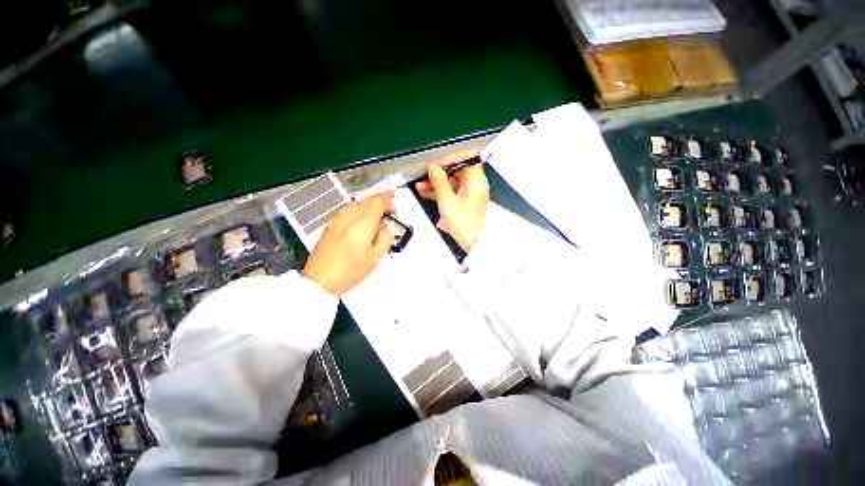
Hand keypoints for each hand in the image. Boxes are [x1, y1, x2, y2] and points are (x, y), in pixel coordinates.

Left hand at [301, 192, 394, 295]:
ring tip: (377, 209)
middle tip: (388, 204)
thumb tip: (386, 227)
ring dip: (368, 203)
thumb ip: (384, 238)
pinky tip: (361, 216)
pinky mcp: (330, 226)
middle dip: (378, 199)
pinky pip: (347, 210)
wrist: (319, 281)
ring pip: (355, 204)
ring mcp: (337, 221)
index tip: (392, 198)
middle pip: (365, 201)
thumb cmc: (349, 271)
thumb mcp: (375, 258)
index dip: (386, 199)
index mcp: (362, 225)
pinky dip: (358, 209)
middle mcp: (348, 218)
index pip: (376, 203)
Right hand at [416, 150, 489, 251]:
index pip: (466, 157)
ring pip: (452, 181)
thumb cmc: (465, 225)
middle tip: (425, 177)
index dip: (450, 159)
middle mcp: (475, 184)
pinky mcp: (465, 201)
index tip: (437, 166)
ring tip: (421, 186)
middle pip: (457, 169)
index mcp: (476, 180)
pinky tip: (427, 193)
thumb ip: (439, 181)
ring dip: (436, 183)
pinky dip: (440, 191)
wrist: (474, 243)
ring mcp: (470, 192)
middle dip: (439, 173)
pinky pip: (452, 190)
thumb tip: (432, 167)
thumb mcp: (447, 201)